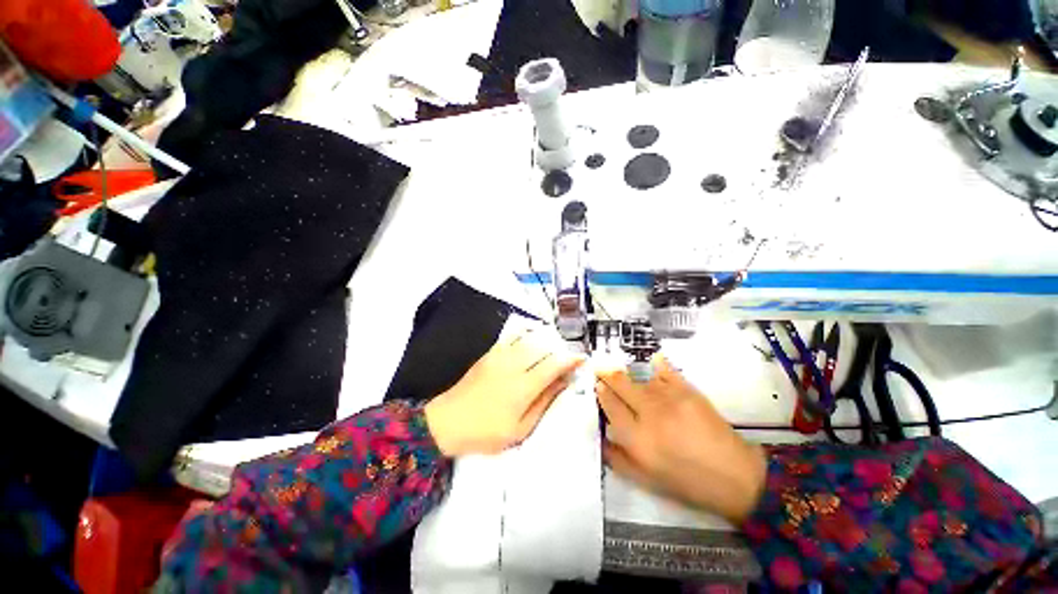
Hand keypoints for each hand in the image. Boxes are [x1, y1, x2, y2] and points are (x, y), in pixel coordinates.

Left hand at [425, 332, 583, 456]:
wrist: (447, 422)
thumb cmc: (486, 432)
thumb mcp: (520, 429)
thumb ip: (544, 403)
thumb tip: (563, 383)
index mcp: (523, 386)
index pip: (554, 364)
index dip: (571, 359)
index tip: (582, 360)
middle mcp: (514, 364)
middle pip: (544, 347)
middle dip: (560, 350)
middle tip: (567, 360)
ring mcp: (500, 355)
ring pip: (530, 338)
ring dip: (546, 341)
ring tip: (552, 351)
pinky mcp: (491, 352)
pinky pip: (513, 336)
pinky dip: (528, 335)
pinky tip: (532, 341)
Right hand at [596, 358, 766, 523]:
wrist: (734, 477)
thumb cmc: (687, 482)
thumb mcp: (646, 480)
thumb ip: (617, 458)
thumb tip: (600, 437)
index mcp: (637, 439)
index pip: (610, 405)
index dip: (601, 391)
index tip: (597, 384)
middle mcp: (649, 414)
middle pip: (620, 384)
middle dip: (607, 374)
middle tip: (599, 368)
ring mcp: (669, 399)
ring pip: (639, 377)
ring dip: (627, 373)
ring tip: (621, 371)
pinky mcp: (688, 391)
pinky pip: (666, 371)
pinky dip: (657, 364)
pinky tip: (653, 360)